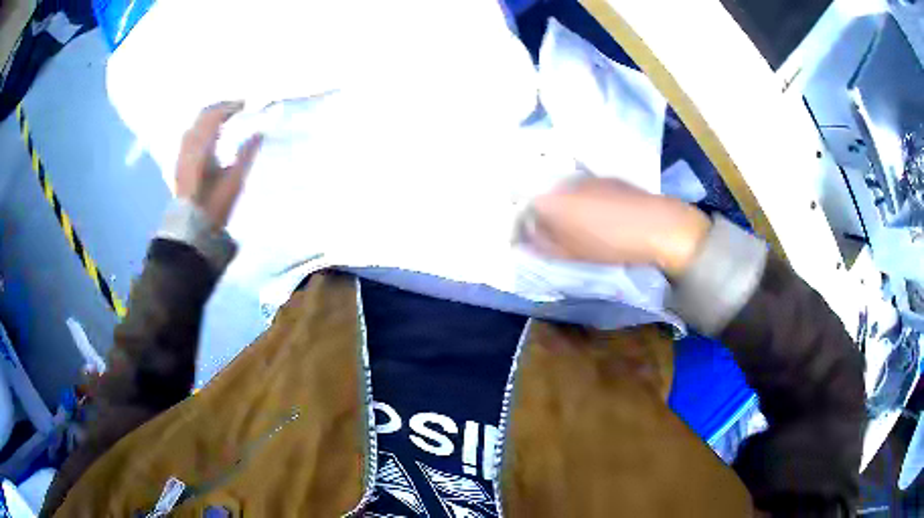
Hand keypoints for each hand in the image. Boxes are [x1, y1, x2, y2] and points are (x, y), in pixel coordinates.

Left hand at [176, 102, 262, 228]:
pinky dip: (200, 129)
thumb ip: (247, 153)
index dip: (230, 106)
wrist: (190, 230)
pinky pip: (189, 137)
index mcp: (202, 147)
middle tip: (235, 108)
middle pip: (202, 117)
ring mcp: (182, 155)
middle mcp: (189, 146)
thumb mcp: (234, 181)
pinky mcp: (180, 165)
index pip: (215, 116)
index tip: (245, 104)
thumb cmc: (213, 205)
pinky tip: (207, 137)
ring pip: (194, 126)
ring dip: (208, 118)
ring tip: (222, 119)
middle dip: (219, 108)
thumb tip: (260, 132)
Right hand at [521, 177, 710, 277]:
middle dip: (541, 213)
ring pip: (563, 191)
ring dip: (562, 206)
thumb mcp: (570, 253)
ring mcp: (585, 177)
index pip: (522, 208)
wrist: (655, 225)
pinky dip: (582, 200)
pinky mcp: (605, 177)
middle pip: (542, 196)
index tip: (527, 238)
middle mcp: (562, 182)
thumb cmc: (609, 243)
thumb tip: (524, 238)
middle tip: (549, 234)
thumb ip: (541, 244)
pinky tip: (596, 216)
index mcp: (549, 200)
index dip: (522, 224)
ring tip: (574, 226)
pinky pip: (583, 188)